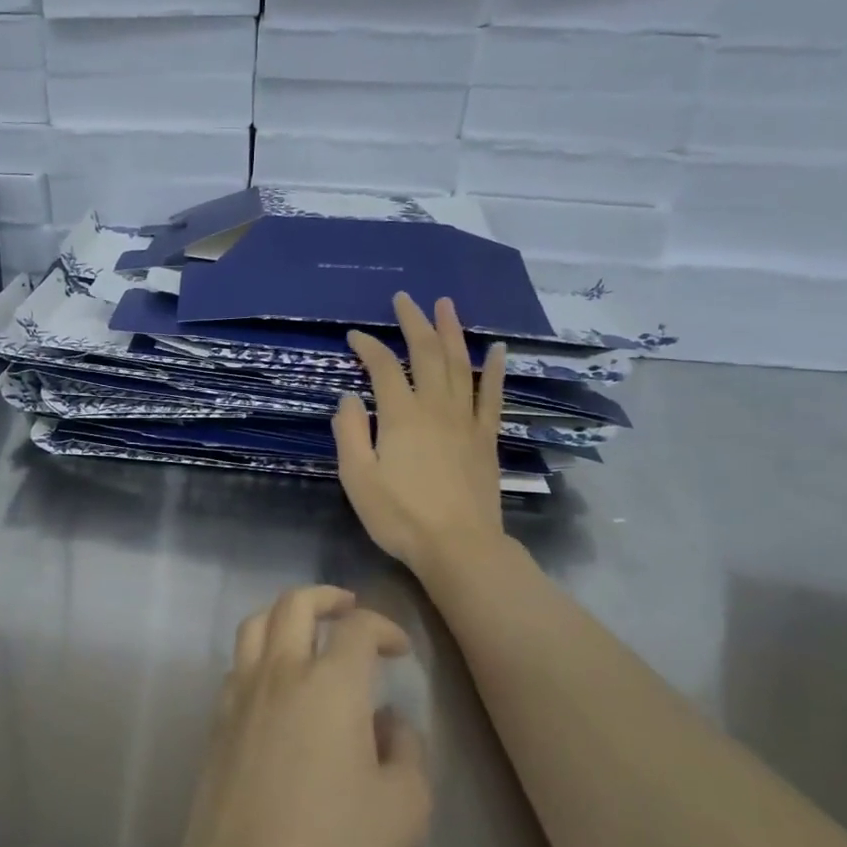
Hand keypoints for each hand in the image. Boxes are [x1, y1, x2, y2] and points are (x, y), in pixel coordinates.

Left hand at [176, 586, 431, 846]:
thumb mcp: (404, 808)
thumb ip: (405, 750)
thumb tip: (387, 721)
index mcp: (331, 686)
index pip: (358, 628)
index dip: (384, 627)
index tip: (399, 650)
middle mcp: (280, 675)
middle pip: (294, 605)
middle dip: (326, 597)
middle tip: (348, 609)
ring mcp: (239, 697)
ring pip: (254, 625)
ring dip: (283, 616)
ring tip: (306, 632)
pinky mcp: (216, 726)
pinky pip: (235, 666)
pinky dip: (258, 655)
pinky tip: (275, 686)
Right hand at [333, 293, 507, 572]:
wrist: (459, 546)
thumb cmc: (400, 516)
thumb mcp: (358, 479)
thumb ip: (351, 433)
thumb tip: (349, 397)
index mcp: (401, 416)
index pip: (383, 367)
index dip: (368, 347)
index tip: (354, 336)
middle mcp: (435, 407)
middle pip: (426, 353)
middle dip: (413, 323)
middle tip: (405, 299)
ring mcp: (466, 420)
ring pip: (460, 364)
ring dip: (452, 332)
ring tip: (446, 305)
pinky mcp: (486, 437)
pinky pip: (492, 395)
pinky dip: (495, 369)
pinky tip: (497, 348)